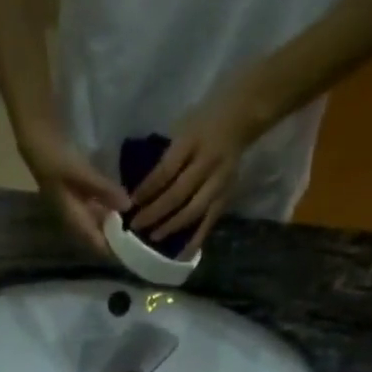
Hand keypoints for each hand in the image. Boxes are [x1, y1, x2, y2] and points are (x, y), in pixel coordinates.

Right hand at [19, 121, 128, 255]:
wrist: (35, 140)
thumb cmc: (55, 158)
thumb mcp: (81, 173)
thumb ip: (104, 190)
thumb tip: (128, 207)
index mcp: (73, 220)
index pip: (97, 244)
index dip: (114, 251)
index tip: (135, 250)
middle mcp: (74, 219)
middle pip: (98, 236)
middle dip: (117, 237)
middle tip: (142, 234)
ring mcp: (74, 208)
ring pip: (97, 223)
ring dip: (114, 223)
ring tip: (136, 220)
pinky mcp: (76, 196)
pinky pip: (95, 209)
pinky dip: (108, 209)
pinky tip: (121, 202)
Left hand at [128, 92, 258, 254]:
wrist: (239, 118)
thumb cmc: (202, 122)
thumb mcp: (181, 127)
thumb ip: (166, 156)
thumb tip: (142, 188)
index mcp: (192, 141)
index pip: (165, 171)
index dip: (147, 190)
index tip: (131, 203)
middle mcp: (207, 163)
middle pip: (177, 194)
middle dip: (154, 213)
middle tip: (136, 226)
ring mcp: (218, 182)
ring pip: (193, 211)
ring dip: (171, 227)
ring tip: (153, 237)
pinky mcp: (226, 197)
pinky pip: (209, 222)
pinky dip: (195, 239)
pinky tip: (181, 253)